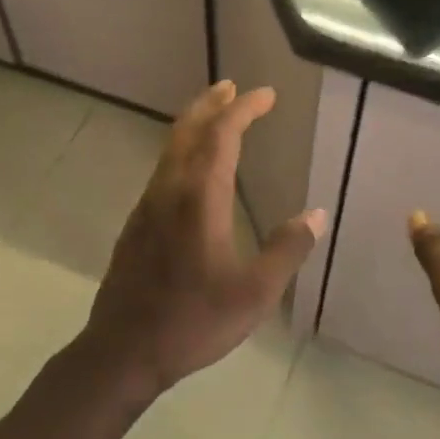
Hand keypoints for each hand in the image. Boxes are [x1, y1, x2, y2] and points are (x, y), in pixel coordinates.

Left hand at [83, 81, 325, 398]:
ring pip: (169, 149)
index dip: (244, 109)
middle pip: (187, 131)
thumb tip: (316, 215)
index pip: (222, 136)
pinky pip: (162, 170)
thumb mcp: (254, 293)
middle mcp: (169, 192)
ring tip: (216, 117)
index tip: (266, 95)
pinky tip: (193, 170)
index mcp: (200, 199)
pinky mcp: (136, 225)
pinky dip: (182, 151)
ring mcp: (147, 207)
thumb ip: (286, 250)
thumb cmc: (193, 321)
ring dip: (194, 125)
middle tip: (232, 87)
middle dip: (211, 104)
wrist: (123, 351)